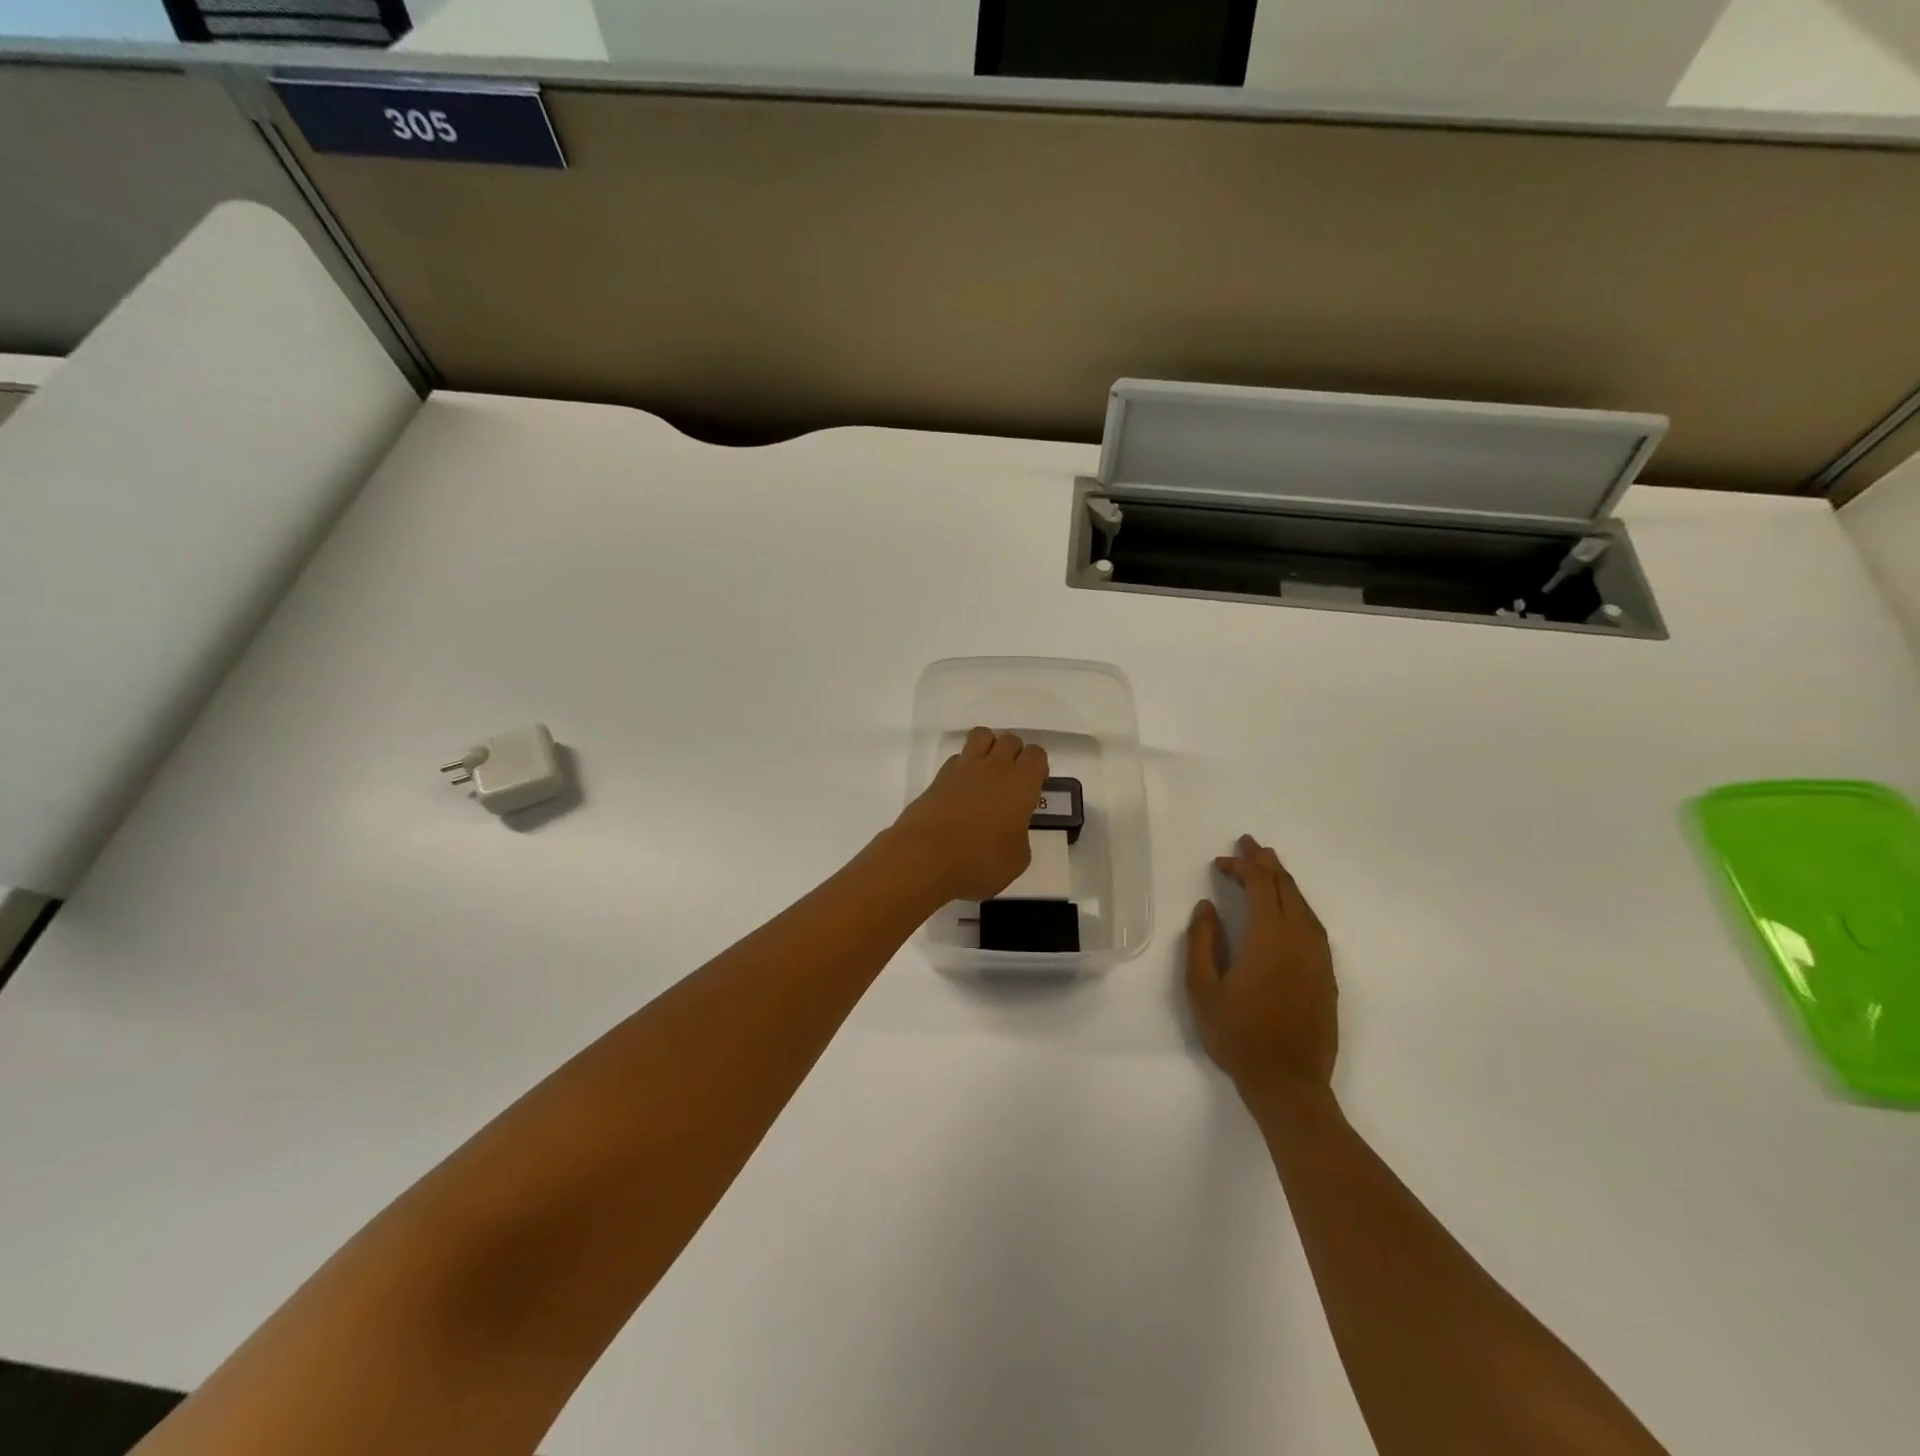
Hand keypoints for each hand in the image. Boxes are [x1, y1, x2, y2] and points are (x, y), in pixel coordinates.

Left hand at [889, 728, 1049, 901]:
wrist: (925, 858)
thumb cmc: (979, 861)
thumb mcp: (1017, 859)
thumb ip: (1020, 836)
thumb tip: (1010, 830)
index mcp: (1021, 784)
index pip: (1036, 754)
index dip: (1037, 768)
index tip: (1033, 787)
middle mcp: (995, 767)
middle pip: (1010, 739)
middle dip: (1014, 754)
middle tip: (1011, 782)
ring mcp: (964, 767)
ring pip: (982, 735)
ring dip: (989, 747)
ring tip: (987, 774)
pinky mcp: (939, 776)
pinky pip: (958, 757)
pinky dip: (963, 766)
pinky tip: (962, 790)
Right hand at [1185, 835, 1337, 1094]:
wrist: (1288, 1084)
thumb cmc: (1238, 1036)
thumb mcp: (1202, 989)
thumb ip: (1202, 942)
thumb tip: (1207, 907)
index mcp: (1268, 938)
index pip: (1259, 885)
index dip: (1241, 866)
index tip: (1220, 861)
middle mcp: (1299, 939)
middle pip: (1285, 888)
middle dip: (1266, 862)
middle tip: (1249, 844)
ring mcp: (1318, 958)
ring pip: (1303, 905)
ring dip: (1284, 881)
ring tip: (1268, 867)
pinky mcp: (1327, 975)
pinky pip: (1313, 925)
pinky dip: (1297, 905)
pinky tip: (1287, 909)